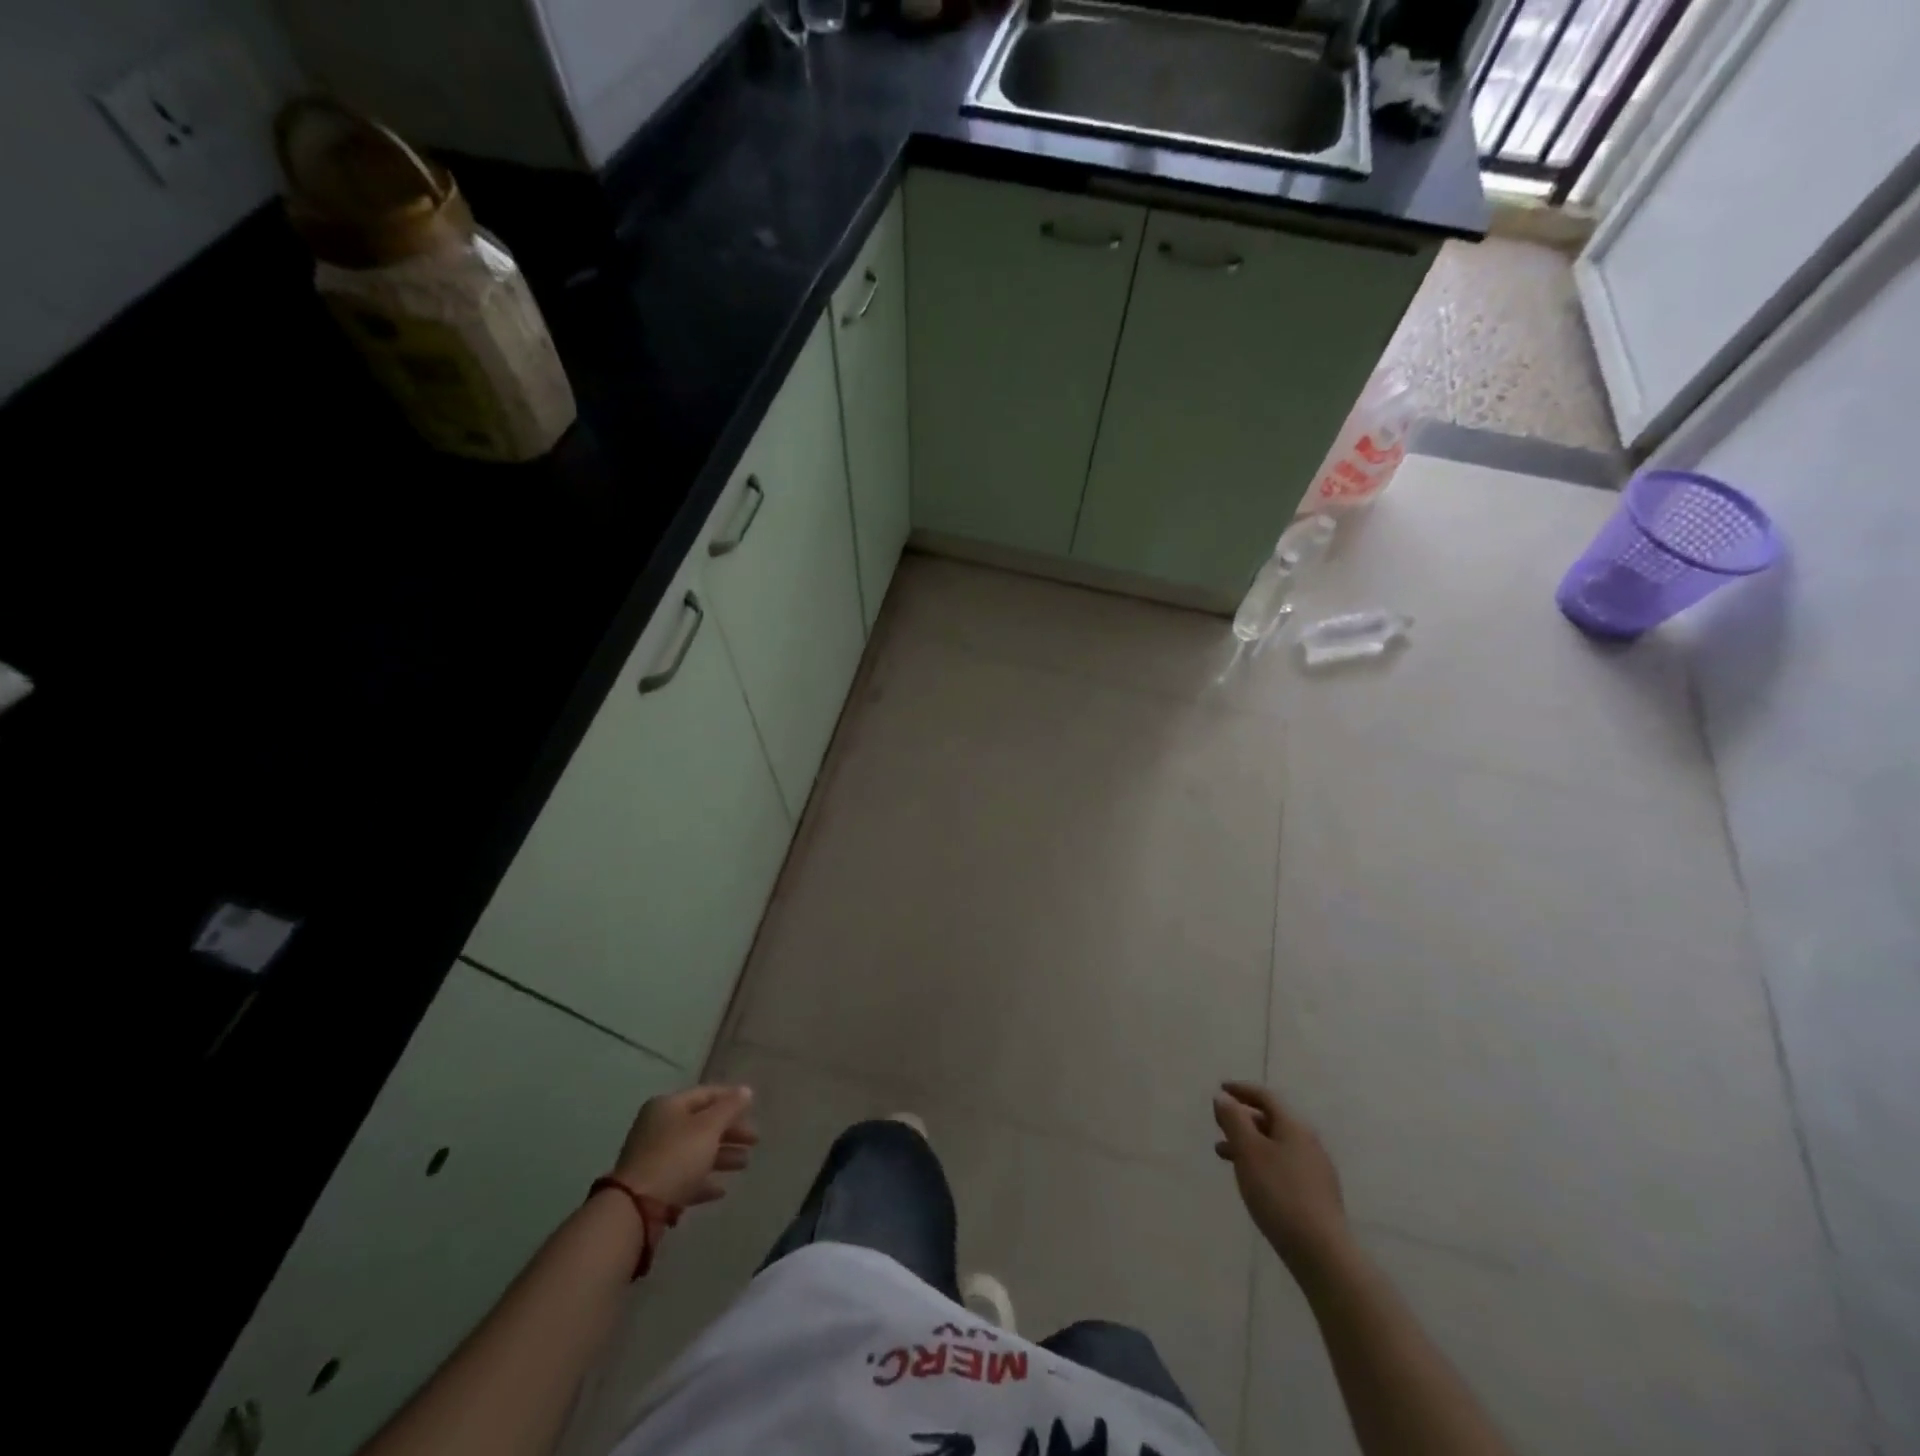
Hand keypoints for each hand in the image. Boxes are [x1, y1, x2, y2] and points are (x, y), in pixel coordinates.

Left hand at [614, 1084, 757, 1207]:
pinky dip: (704, 1181)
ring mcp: (654, 1158)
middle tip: (754, 1141)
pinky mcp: (654, 1187)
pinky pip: (685, 1178)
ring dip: (722, 1156)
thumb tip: (746, 1091)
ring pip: (695, 1151)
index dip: (731, 1099)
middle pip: (702, 1124)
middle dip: (730, 1132)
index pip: (706, 1094)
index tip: (753, 1109)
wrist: (635, 1209)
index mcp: (668, 1106)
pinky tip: (720, 1191)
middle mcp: (659, 1127)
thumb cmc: (676, 1157)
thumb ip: (730, 1108)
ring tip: (745, 1164)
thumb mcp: (708, 1127)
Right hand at [1213, 1081, 1349, 1275]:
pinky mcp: (1316, 1195)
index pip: (1265, 1097)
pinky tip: (1252, 1180)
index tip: (1220, 1088)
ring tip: (1224, 1155)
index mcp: (1294, 1126)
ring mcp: (1315, 1170)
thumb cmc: (1279, 1193)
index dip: (1241, 1090)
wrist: (1321, 1252)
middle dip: (1243, 1119)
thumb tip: (1223, 1098)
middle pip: (1272, 1120)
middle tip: (1219, 1124)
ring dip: (1249, 1143)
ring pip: (1276, 1145)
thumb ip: (1233, 1120)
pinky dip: (1262, 1162)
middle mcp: (1308, 1142)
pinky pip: (1283, 1165)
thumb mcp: (1248, 1151)